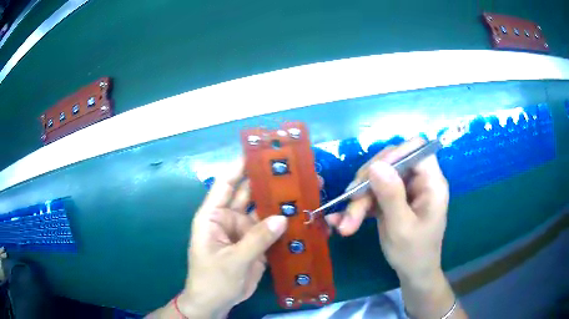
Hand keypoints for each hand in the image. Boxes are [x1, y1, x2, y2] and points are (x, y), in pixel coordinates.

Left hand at [177, 162, 287, 317]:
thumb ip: (256, 240)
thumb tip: (282, 218)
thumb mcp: (232, 260)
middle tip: (292, 170)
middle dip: (268, 182)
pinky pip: (272, 230)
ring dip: (280, 202)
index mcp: (213, 216)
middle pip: (249, 194)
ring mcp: (245, 231)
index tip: (260, 152)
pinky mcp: (256, 244)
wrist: (217, 303)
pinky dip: (285, 224)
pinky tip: (302, 215)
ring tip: (304, 189)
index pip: (225, 183)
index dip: (240, 166)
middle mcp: (229, 218)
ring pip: (264, 211)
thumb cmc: (213, 279)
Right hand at [327, 137, 448, 280]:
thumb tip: (375, 165)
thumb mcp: (401, 227)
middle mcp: (419, 181)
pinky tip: (342, 221)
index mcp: (432, 183)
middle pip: (391, 163)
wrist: (413, 273)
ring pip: (377, 179)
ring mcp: (404, 190)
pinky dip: (357, 207)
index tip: (372, 173)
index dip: (395, 154)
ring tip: (345, 224)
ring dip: (358, 200)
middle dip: (368, 183)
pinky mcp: (392, 199)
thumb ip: (391, 195)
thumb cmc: (414, 253)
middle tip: (351, 204)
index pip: (416, 149)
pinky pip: (372, 194)